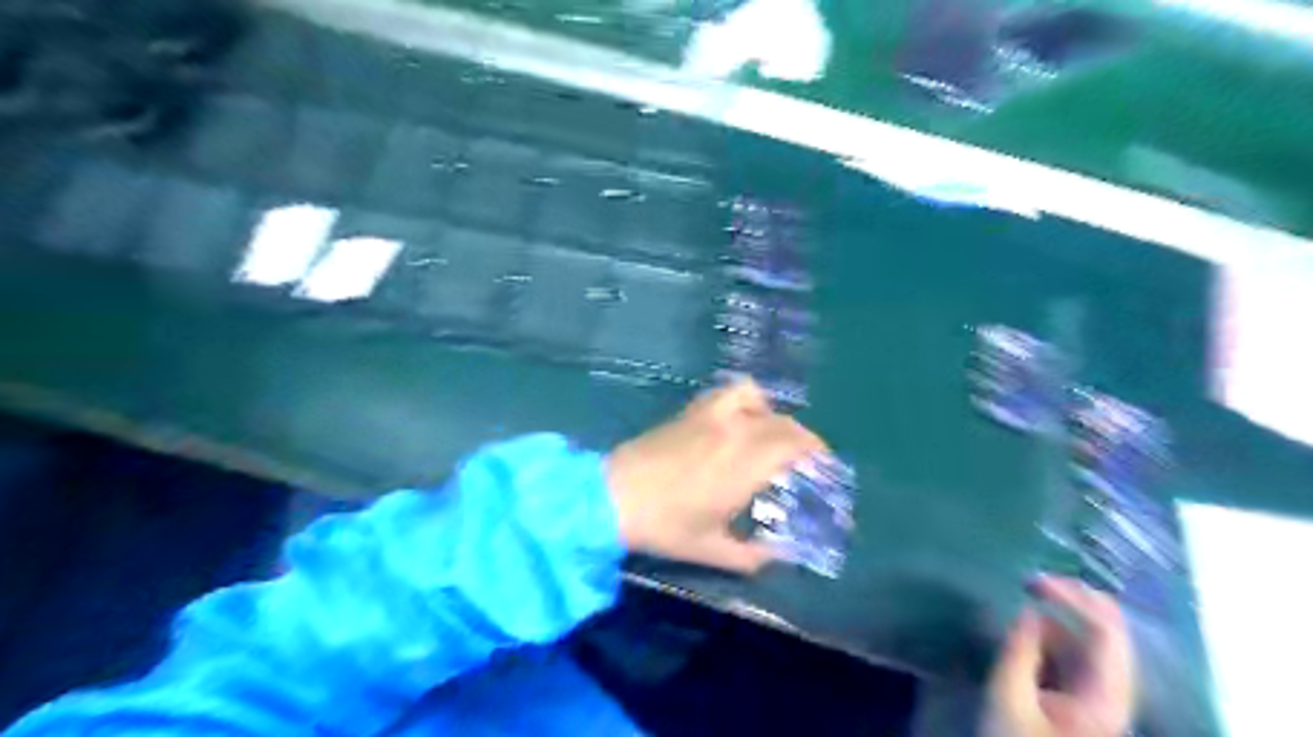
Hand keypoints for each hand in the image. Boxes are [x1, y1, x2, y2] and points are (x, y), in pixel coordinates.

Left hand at [604, 379, 818, 575]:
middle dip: (803, 439)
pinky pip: (729, 393)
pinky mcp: (693, 411)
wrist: (613, 496)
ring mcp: (713, 417)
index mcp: (746, 466)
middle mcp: (736, 433)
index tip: (824, 466)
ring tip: (774, 436)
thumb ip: (751, 556)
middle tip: (806, 460)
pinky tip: (741, 417)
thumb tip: (777, 555)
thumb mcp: (711, 549)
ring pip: (759, 401)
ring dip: (775, 415)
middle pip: (783, 423)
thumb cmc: (665, 525)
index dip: (816, 452)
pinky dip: (746, 399)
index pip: (795, 446)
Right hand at [985, 576, 1138, 736]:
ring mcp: (1098, 696)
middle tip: (1031, 582)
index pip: (1106, 634)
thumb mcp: (1007, 699)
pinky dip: (1052, 637)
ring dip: (1059, 619)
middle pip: (1109, 634)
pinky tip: (1026, 633)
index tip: (1030, 582)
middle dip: (1073, 601)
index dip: (1073, 599)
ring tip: (1022, 610)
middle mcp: (1111, 693)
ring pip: (1090, 643)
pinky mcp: (1082, 699)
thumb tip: (1029, 611)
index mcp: (1104, 698)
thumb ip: (1019, 652)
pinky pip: (1074, 657)